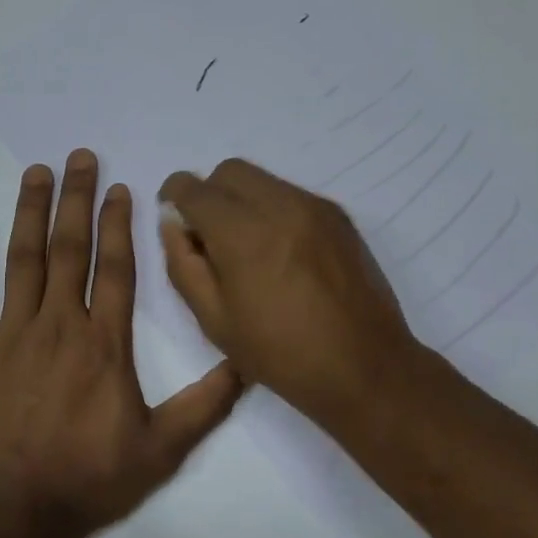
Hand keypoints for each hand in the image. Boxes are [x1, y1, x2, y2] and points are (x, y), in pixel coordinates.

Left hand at [0, 149, 244, 537]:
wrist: (11, 514)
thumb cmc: (88, 480)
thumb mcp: (162, 449)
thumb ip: (206, 404)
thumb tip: (247, 364)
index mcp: (103, 343)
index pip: (114, 268)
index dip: (119, 224)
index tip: (120, 188)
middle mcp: (58, 325)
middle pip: (69, 248)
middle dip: (76, 198)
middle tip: (78, 156)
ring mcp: (10, 335)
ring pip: (22, 260)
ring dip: (29, 212)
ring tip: (35, 172)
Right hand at [157, 159, 418, 431]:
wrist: (365, 367)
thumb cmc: (281, 354)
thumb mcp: (215, 321)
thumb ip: (184, 264)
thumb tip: (173, 224)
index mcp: (243, 234)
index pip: (194, 189)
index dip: (175, 196)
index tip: (174, 215)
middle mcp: (280, 206)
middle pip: (230, 171)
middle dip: (210, 193)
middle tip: (210, 236)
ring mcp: (314, 207)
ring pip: (263, 179)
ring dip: (242, 200)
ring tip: (248, 248)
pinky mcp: (339, 216)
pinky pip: (292, 194)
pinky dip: (273, 209)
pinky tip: (280, 253)